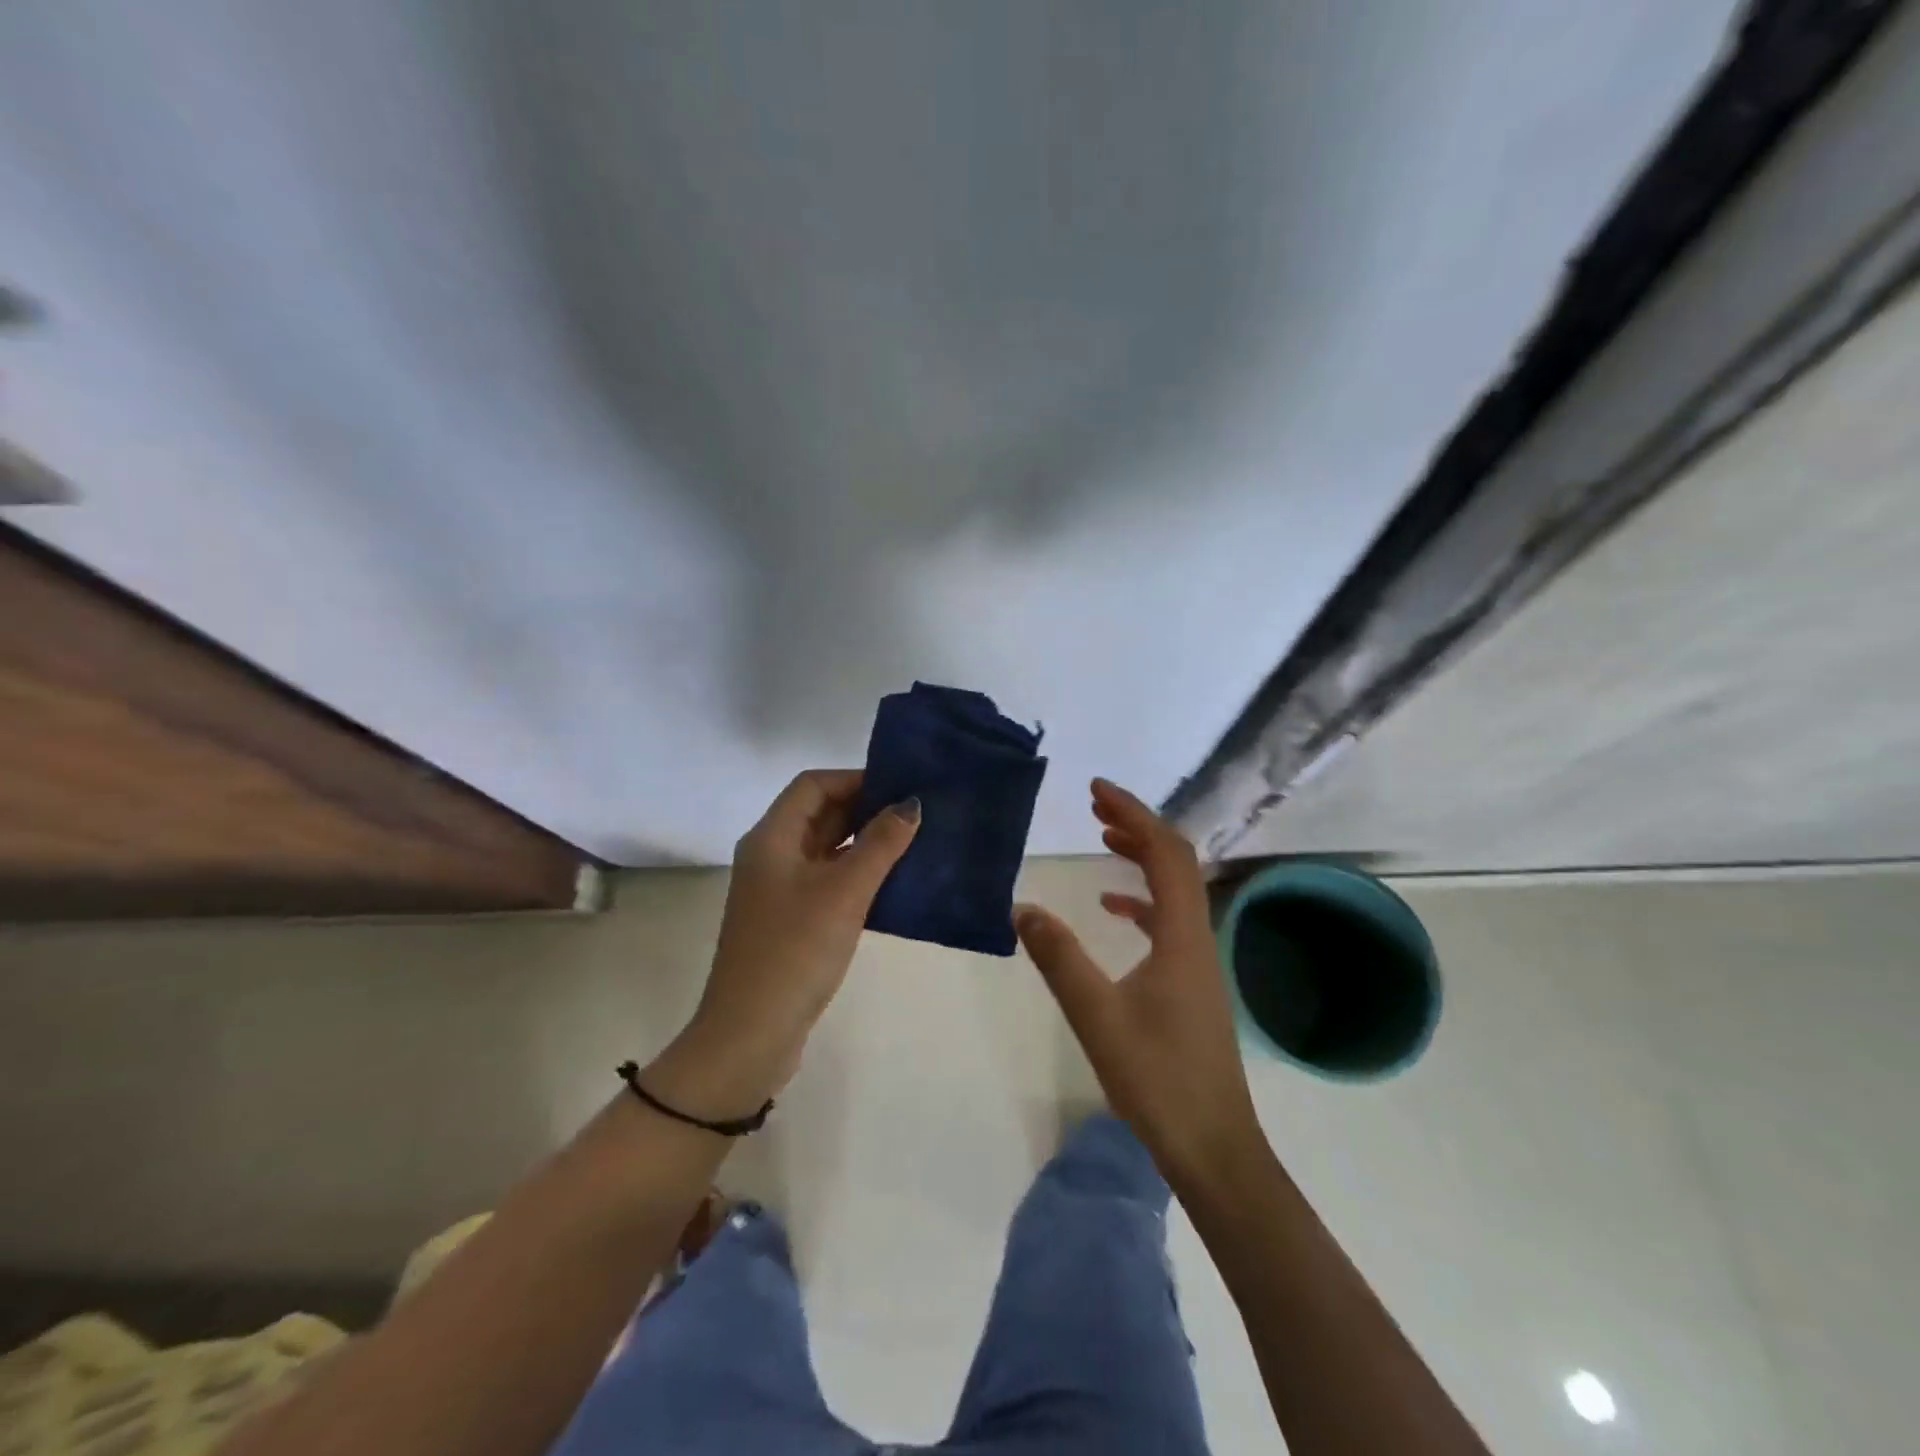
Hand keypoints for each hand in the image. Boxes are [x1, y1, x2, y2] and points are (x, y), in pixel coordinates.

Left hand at [649, 770, 919, 1118]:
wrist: (751, 1034)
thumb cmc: (795, 951)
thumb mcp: (844, 892)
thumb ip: (880, 844)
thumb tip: (911, 804)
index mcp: (771, 838)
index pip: (813, 785)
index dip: (855, 779)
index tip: (900, 786)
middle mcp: (770, 856)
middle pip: (819, 814)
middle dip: (865, 809)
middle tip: (915, 814)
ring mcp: (778, 890)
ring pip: (825, 849)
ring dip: (864, 843)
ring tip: (913, 843)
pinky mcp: (790, 920)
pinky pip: (827, 880)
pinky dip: (857, 874)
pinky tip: (892, 883)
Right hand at [1015, 778, 1262, 1192]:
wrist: (1213, 1147)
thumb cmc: (1158, 1080)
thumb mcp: (1097, 1016)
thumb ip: (1059, 959)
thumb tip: (1022, 908)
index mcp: (1181, 935)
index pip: (1165, 853)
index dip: (1133, 814)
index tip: (1097, 790)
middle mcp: (1198, 937)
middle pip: (1176, 862)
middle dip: (1138, 826)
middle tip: (1096, 807)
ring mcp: (1199, 961)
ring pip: (1175, 890)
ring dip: (1142, 858)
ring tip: (1104, 841)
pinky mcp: (1192, 983)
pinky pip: (1169, 921)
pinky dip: (1142, 900)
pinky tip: (1113, 909)